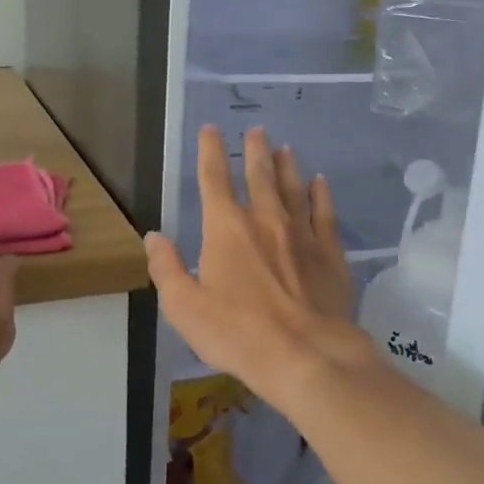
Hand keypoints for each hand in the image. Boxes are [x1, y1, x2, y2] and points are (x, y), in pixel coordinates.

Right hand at [146, 126, 375, 405]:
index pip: (214, 179)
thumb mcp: (184, 307)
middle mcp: (265, 219)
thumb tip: (153, 237)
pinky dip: (321, 194)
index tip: (211, 129)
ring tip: (285, 149)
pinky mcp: (330, 252)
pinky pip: (325, 213)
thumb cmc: (237, 332)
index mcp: (227, 228)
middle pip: (260, 175)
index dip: (211, 151)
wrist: (305, 354)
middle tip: (258, 130)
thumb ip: (166, 268)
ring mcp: (302, 233)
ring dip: (287, 166)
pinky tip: (320, 182)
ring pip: (294, 188)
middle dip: (256, 150)